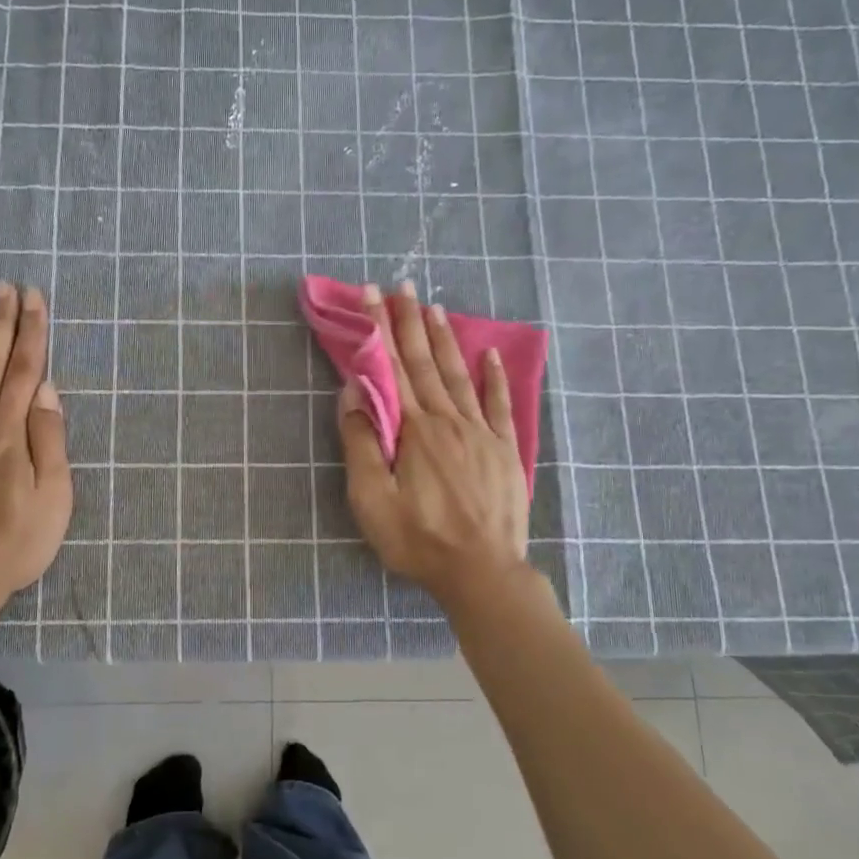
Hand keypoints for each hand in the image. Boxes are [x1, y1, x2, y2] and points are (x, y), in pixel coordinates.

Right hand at [340, 281, 529, 612]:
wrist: (482, 572)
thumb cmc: (419, 540)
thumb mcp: (372, 501)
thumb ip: (362, 444)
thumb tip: (355, 393)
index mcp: (414, 431)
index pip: (392, 370)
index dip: (379, 331)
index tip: (371, 296)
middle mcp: (448, 421)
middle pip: (424, 363)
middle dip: (409, 322)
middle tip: (401, 285)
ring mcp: (480, 433)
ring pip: (458, 375)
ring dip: (444, 339)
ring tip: (433, 306)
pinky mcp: (503, 450)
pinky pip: (498, 404)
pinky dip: (493, 376)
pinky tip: (488, 354)